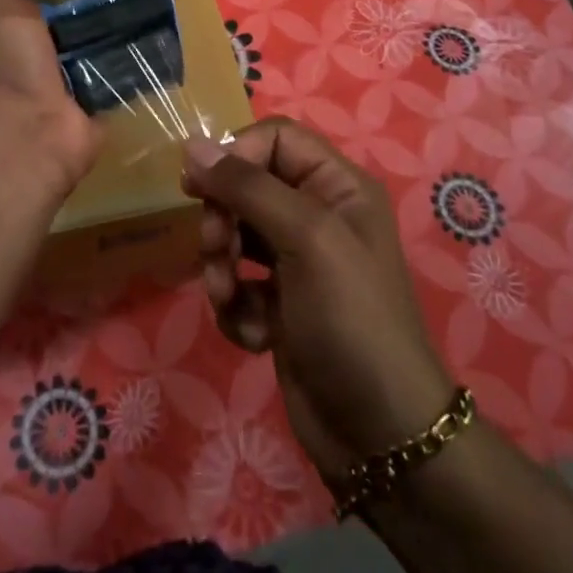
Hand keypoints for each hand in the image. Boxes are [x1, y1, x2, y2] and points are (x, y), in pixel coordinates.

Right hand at [183, 120, 451, 480]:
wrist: (380, 434)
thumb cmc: (351, 320)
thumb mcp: (306, 239)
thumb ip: (248, 187)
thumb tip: (192, 145)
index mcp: (336, 186)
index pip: (273, 138)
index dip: (236, 154)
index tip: (203, 185)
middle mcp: (317, 215)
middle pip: (246, 186)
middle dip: (223, 219)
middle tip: (217, 251)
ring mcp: (296, 262)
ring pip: (233, 236)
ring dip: (221, 267)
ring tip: (231, 299)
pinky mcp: (278, 304)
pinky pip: (236, 283)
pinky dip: (236, 307)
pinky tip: (257, 336)